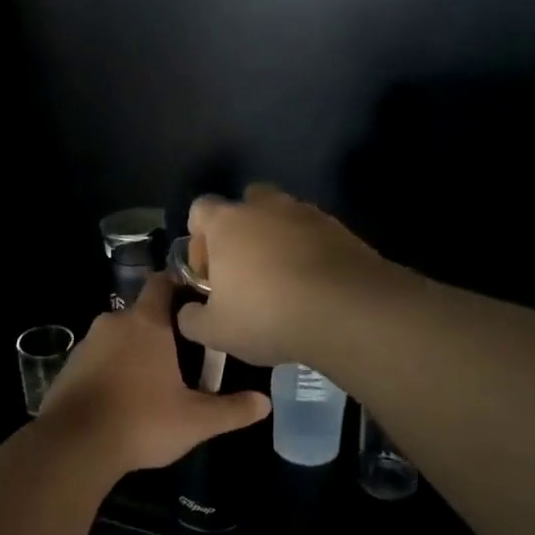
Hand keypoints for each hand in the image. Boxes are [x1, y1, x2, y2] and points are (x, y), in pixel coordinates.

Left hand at [37, 272, 269, 476]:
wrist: (73, 446)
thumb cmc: (141, 422)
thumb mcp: (195, 421)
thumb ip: (232, 409)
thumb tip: (265, 402)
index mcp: (146, 323)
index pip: (163, 283)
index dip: (180, 285)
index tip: (198, 300)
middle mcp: (114, 323)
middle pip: (143, 313)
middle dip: (163, 328)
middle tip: (186, 353)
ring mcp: (87, 344)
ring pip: (119, 336)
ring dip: (136, 350)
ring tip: (156, 378)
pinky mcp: (69, 367)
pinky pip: (99, 358)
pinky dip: (112, 368)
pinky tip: (124, 396)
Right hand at [176, 184, 391, 367]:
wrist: (346, 310)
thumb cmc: (267, 315)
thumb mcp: (216, 331)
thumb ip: (192, 319)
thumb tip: (187, 313)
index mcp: (227, 223)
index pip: (200, 209)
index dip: (199, 238)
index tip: (208, 271)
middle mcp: (265, 207)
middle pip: (246, 203)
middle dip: (242, 230)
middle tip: (245, 270)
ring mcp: (307, 213)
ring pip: (284, 216)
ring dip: (279, 239)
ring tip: (284, 280)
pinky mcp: (341, 229)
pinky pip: (315, 234)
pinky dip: (310, 252)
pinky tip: (314, 286)